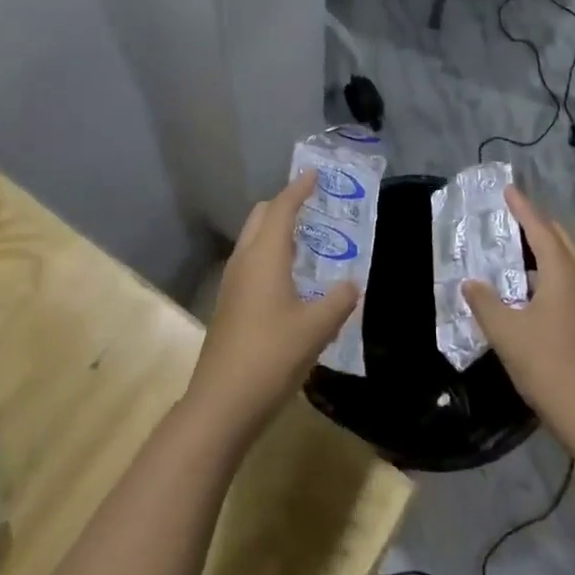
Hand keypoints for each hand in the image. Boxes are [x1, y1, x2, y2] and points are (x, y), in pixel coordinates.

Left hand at [184, 173, 359, 442]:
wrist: (222, 401)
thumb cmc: (271, 356)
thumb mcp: (316, 328)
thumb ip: (338, 301)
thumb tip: (351, 285)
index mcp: (264, 257)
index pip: (281, 209)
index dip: (298, 189)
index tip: (313, 173)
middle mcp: (244, 261)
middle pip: (260, 218)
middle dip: (283, 206)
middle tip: (312, 205)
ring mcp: (232, 284)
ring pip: (253, 241)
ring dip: (275, 231)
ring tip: (306, 239)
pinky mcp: (229, 305)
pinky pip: (250, 263)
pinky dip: (269, 254)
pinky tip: (289, 278)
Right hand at [466, 186, 574, 443]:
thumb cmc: (547, 364)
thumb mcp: (505, 332)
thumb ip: (485, 301)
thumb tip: (471, 282)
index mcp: (563, 271)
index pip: (540, 228)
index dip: (522, 208)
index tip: (508, 189)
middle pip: (560, 237)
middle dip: (537, 223)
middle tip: (510, 217)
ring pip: (569, 258)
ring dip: (545, 248)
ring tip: (515, 249)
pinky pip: (571, 278)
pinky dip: (551, 270)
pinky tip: (530, 287)